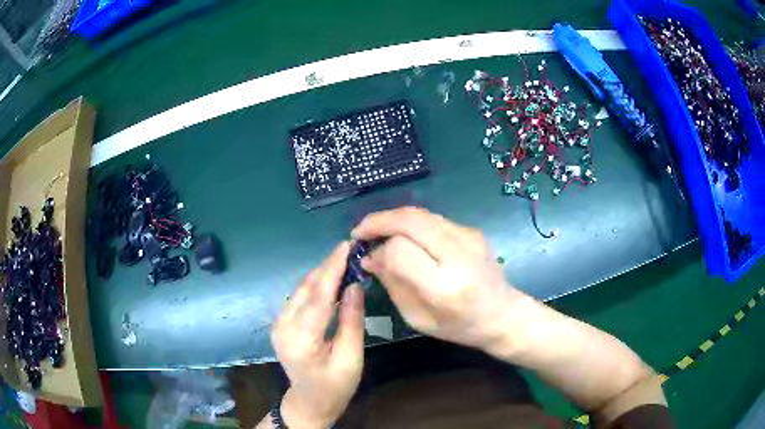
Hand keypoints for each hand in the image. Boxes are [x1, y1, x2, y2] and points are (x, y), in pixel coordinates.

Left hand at [271, 242, 364, 428]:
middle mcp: (283, 327)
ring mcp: (278, 324)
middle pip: (306, 289)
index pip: (318, 296)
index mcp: (302, 339)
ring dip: (321, 274)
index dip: (333, 269)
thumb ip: (351, 321)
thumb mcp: (350, 358)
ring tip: (342, 260)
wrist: (309, 402)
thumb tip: (354, 286)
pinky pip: (298, 298)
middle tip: (349, 250)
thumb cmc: (335, 386)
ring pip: (300, 290)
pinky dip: (314, 286)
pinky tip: (329, 280)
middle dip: (327, 267)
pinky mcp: (280, 324)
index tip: (346, 246)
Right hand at [352, 207, 528, 354]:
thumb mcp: (418, 318)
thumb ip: (393, 285)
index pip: (400, 251)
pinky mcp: (472, 230)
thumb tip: (370, 257)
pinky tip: (404, 236)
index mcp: (444, 285)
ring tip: (377, 231)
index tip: (366, 258)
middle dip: (379, 221)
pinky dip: (411, 223)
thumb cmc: (459, 326)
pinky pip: (433, 219)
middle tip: (360, 232)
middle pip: (410, 220)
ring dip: (393, 219)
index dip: (379, 250)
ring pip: (421, 214)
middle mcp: (458, 254)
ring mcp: (468, 237)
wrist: (503, 314)